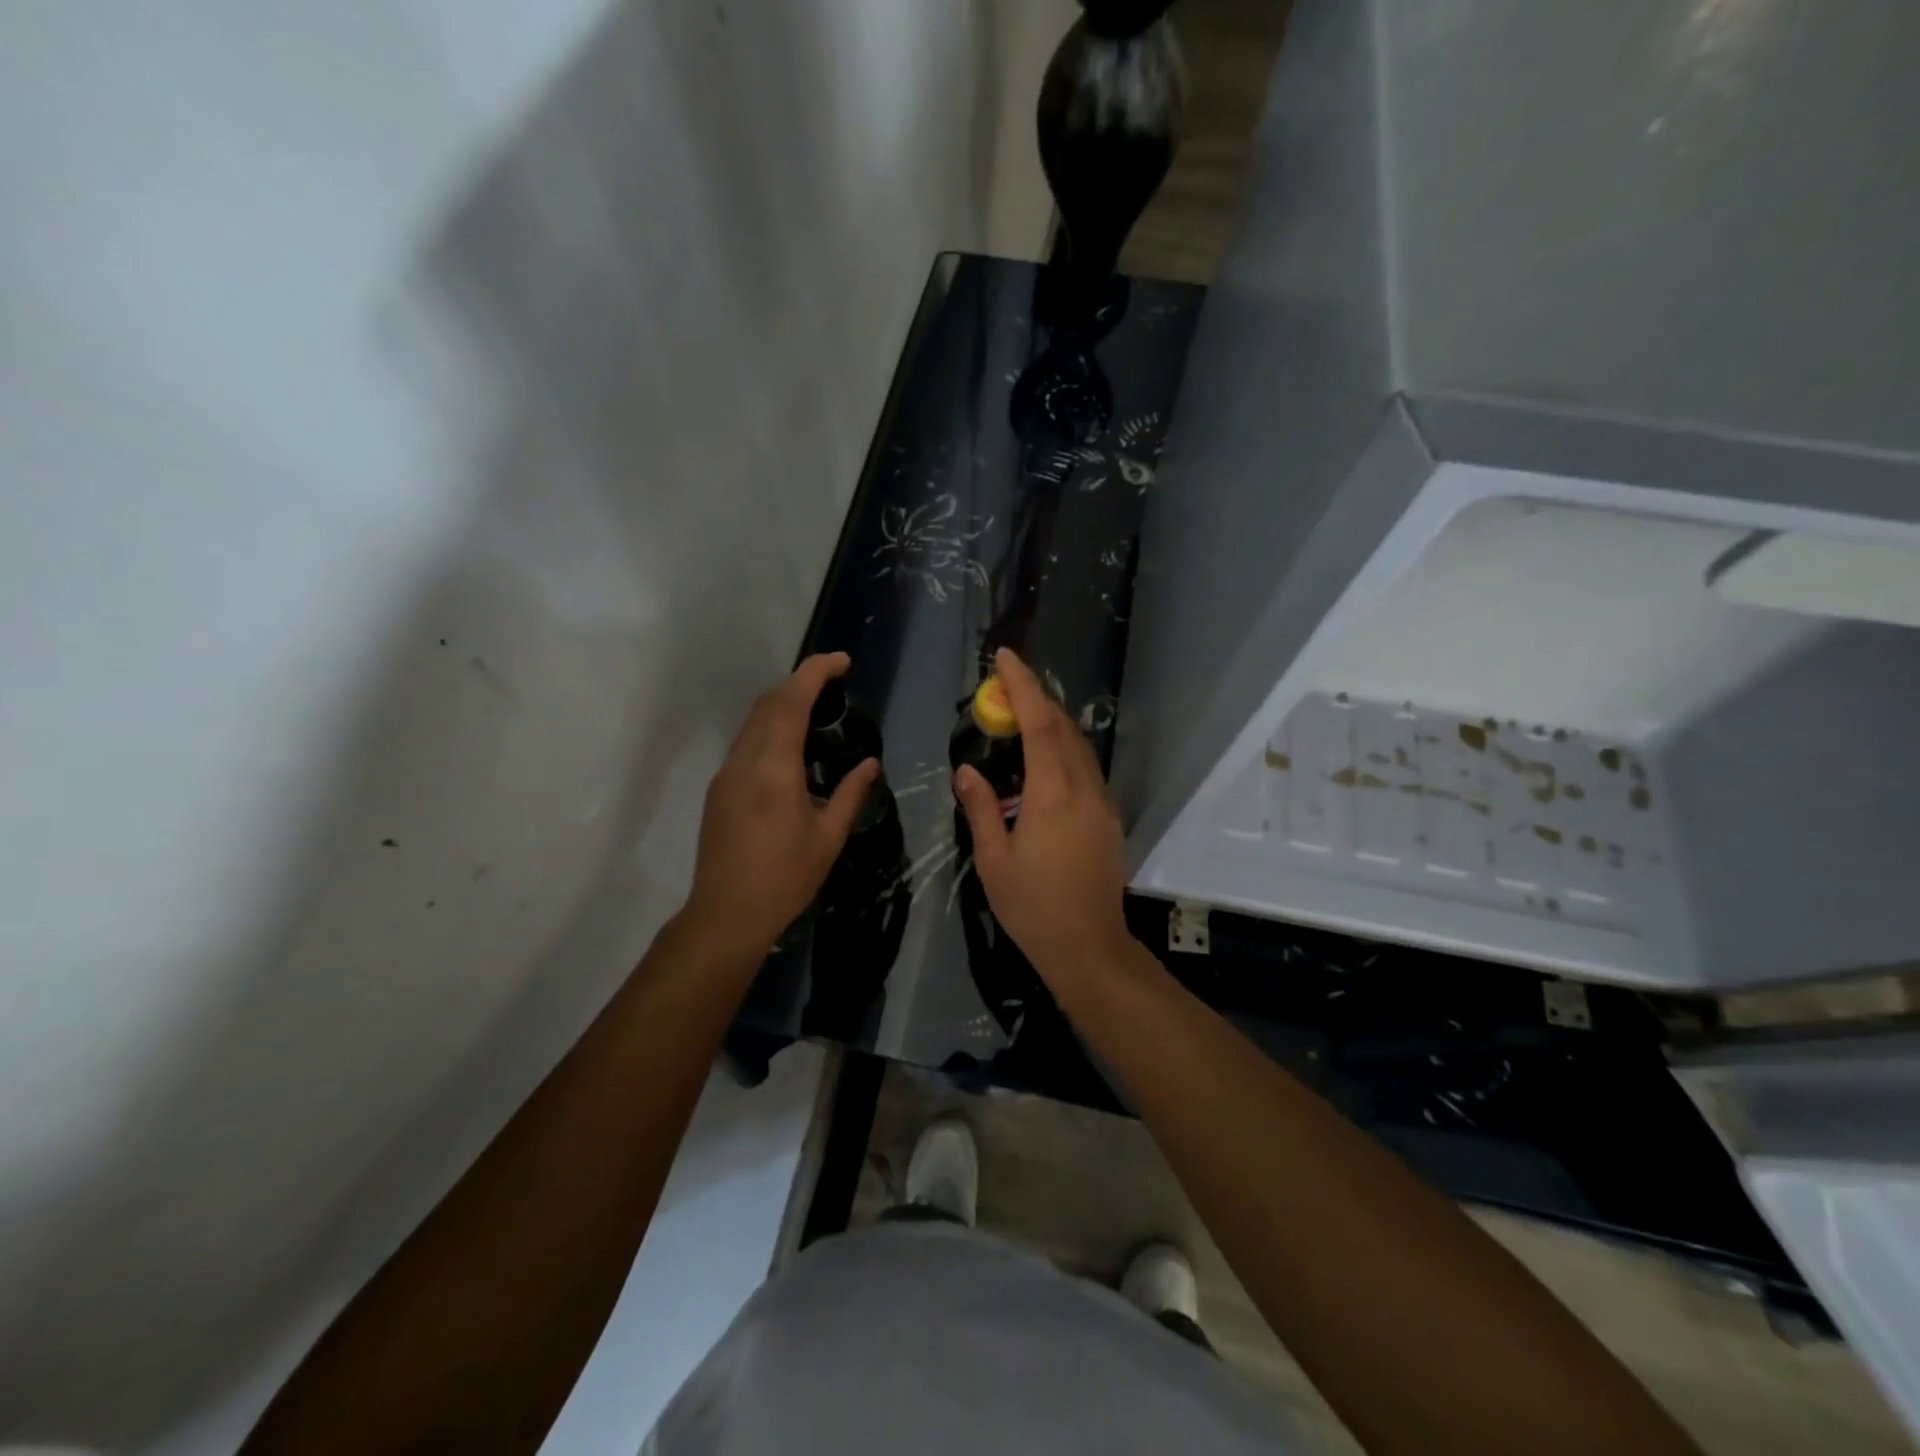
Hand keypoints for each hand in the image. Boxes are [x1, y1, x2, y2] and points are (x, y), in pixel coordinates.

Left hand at [685, 653, 878, 957]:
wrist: (726, 914)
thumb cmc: (784, 878)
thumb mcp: (829, 837)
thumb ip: (851, 794)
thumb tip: (870, 764)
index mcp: (774, 769)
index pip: (791, 702)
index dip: (815, 672)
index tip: (842, 661)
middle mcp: (745, 761)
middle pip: (769, 703)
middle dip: (801, 681)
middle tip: (835, 680)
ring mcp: (727, 773)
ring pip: (754, 720)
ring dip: (784, 702)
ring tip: (818, 706)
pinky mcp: (720, 788)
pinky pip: (747, 741)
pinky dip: (771, 726)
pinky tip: (792, 744)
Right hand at [954, 648, 1132, 984]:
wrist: (1090, 948)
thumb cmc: (1033, 908)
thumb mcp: (994, 861)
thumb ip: (981, 809)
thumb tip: (966, 771)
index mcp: (1053, 795)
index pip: (1040, 725)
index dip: (1023, 687)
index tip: (1005, 658)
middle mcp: (1085, 789)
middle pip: (1065, 728)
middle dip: (1037, 698)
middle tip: (1005, 684)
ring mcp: (1103, 803)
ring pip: (1080, 746)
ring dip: (1052, 722)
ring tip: (1020, 714)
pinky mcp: (1109, 818)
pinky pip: (1086, 767)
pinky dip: (1063, 748)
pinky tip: (1042, 759)